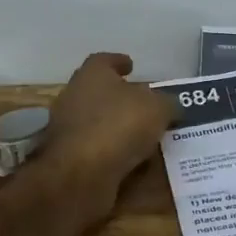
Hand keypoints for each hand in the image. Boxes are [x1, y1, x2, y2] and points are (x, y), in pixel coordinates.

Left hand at [44, 53, 179, 212]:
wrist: (81, 175)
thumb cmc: (120, 126)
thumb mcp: (158, 108)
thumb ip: (167, 103)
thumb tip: (169, 105)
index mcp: (91, 75)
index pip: (103, 60)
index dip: (119, 62)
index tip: (132, 67)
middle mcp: (73, 97)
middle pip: (99, 91)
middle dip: (120, 97)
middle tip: (145, 104)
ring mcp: (66, 129)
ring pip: (97, 121)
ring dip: (117, 126)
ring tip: (144, 135)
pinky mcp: (68, 158)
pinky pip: (96, 148)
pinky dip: (112, 151)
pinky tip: (132, 159)